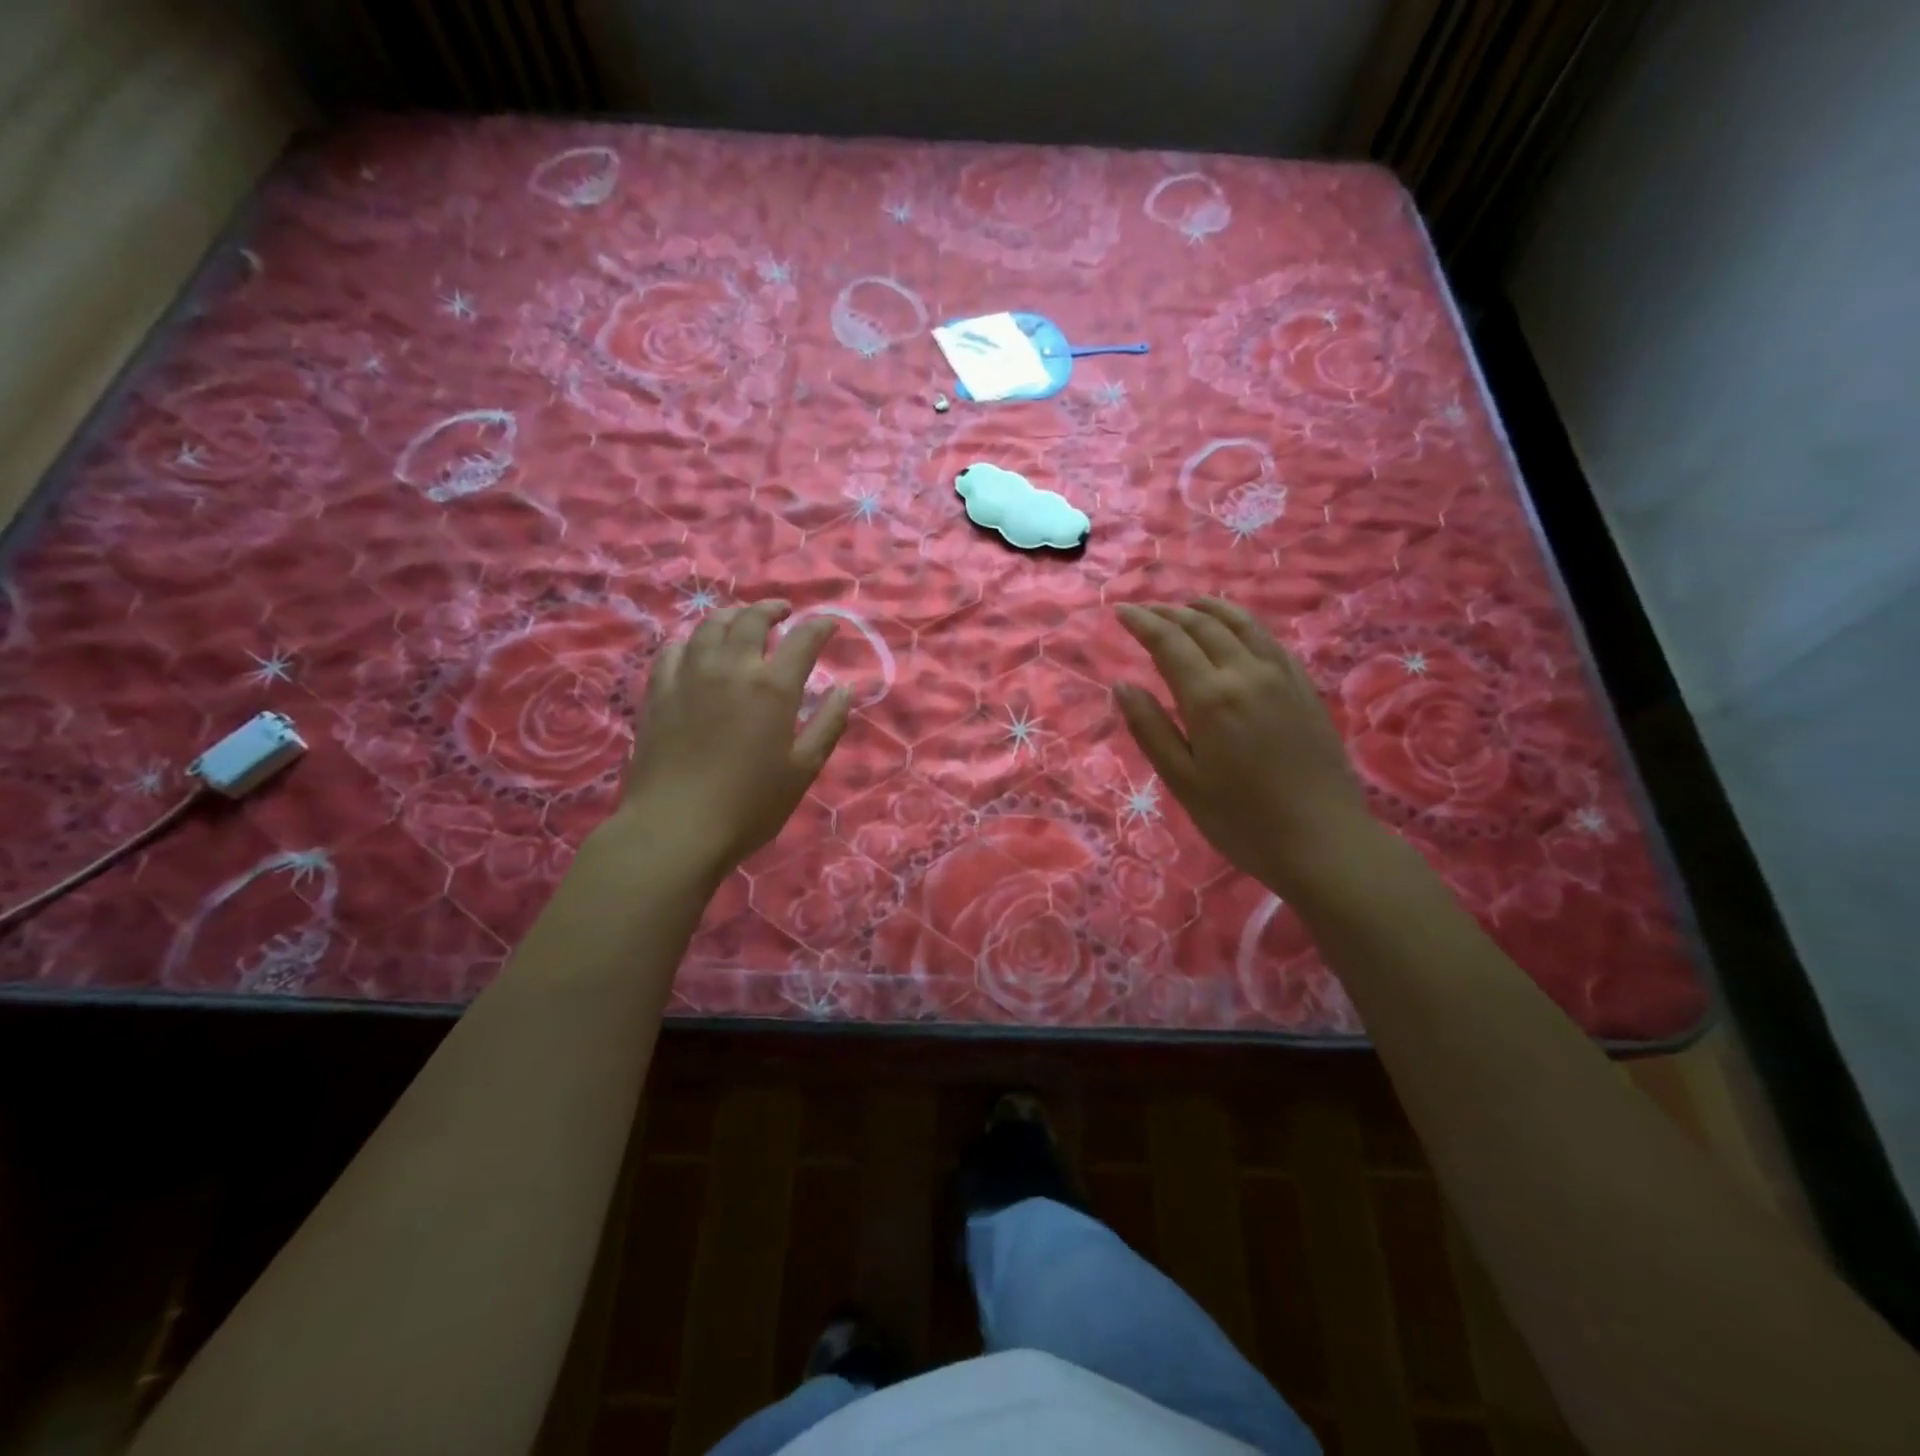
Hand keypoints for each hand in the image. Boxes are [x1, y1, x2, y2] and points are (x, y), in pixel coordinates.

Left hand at [610, 600, 850, 879]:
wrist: (676, 828)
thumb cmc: (750, 805)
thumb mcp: (802, 769)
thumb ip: (828, 724)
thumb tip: (845, 688)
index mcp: (772, 687)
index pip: (802, 640)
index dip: (819, 627)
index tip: (829, 624)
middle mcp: (731, 669)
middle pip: (751, 620)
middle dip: (771, 609)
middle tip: (782, 611)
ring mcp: (689, 676)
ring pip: (709, 627)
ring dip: (731, 617)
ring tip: (741, 621)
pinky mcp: (658, 692)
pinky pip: (673, 650)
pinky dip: (691, 641)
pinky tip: (695, 650)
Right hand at [1115, 598, 1382, 899]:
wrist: (1324, 842)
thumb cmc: (1242, 820)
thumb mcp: (1183, 781)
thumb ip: (1150, 729)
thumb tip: (1122, 685)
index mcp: (1210, 698)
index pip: (1169, 642)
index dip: (1142, 622)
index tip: (1120, 611)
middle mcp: (1246, 674)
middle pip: (1204, 626)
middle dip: (1170, 612)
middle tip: (1145, 611)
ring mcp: (1281, 677)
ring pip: (1241, 625)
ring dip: (1209, 609)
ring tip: (1188, 605)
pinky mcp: (1304, 688)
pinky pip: (1270, 640)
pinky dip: (1244, 624)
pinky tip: (1237, 630)